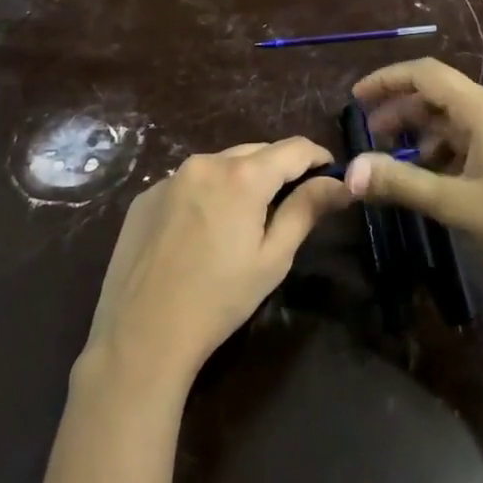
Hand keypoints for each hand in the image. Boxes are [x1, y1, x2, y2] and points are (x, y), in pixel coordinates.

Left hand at [82, 139, 352, 394]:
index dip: (318, 157)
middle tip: (291, 203)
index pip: (294, 148)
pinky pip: (188, 182)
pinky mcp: (145, 196)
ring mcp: (169, 177)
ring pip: (220, 164)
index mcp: (242, 176)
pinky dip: (206, 193)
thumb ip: (306, 210)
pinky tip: (202, 231)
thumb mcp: (273, 258)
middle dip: (279, 169)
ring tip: (245, 219)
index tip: (330, 176)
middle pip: (256, 152)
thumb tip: (340, 183)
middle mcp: (205, 162)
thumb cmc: (218, 300)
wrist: (141, 335)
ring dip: (241, 179)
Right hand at [344, 59, 482, 306]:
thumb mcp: (456, 204)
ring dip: (426, 134)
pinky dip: (451, 149)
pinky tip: (440, 178)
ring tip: (401, 164)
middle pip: (442, 95)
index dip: (387, 80)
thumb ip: (401, 183)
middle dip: (402, 112)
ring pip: (461, 119)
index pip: (427, 74)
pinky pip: (480, 138)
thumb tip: (349, 172)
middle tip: (372, 139)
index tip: (356, 98)